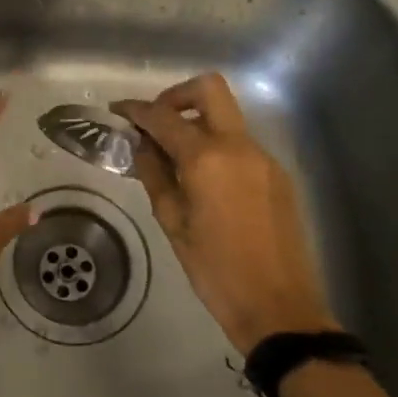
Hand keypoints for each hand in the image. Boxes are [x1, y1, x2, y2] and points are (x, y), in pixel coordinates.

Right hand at [115, 72, 337, 356]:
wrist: (279, 306)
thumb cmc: (215, 270)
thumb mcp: (173, 223)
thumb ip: (155, 175)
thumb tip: (142, 146)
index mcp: (207, 158)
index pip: (164, 117)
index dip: (136, 110)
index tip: (118, 112)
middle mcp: (239, 146)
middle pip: (209, 90)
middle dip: (176, 96)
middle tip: (155, 123)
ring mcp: (264, 158)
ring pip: (227, 117)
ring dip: (198, 122)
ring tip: (175, 157)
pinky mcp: (278, 175)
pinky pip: (241, 144)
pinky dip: (217, 146)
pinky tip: (204, 180)